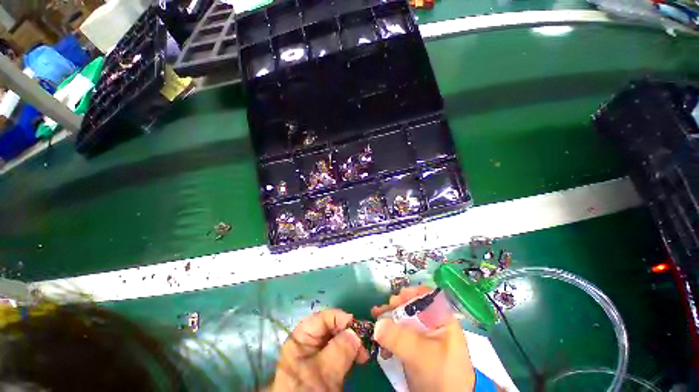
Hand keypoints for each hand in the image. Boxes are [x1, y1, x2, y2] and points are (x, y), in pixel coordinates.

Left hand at [269, 309, 368, 391]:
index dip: (341, 319)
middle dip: (349, 333)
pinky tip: (357, 360)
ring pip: (337, 340)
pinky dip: (349, 354)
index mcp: (301, 338)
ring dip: (352, 344)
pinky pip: (339, 352)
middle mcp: (308, 342)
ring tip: (363, 356)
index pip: (323, 318)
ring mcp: (316, 354)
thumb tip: (355, 333)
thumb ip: (339, 349)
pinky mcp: (324, 366)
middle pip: (331, 328)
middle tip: (363, 346)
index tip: (358, 328)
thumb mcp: (324, 371)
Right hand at [371, 286, 475, 391]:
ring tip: (376, 315)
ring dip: (389, 316)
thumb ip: (399, 338)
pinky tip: (379, 334)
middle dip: (396, 305)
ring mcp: (423, 335)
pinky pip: (400, 332)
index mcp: (442, 320)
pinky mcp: (414, 346)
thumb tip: (377, 324)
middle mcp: (433, 323)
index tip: (397, 298)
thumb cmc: (441, 376)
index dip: (412, 293)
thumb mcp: (421, 356)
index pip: (428, 296)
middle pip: (413, 305)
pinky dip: (389, 331)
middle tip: (383, 309)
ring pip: (404, 318)